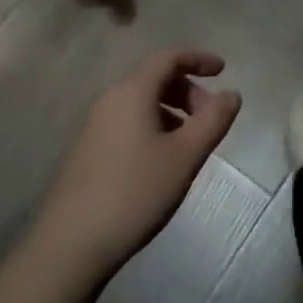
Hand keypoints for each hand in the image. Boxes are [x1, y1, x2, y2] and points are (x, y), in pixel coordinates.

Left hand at [35, 49, 240, 276]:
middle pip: (155, 77)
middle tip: (211, 117)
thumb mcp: (185, 156)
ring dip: (173, 109)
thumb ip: (213, 120)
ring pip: (142, 101)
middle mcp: (111, 99)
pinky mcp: (90, 150)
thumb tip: (232, 94)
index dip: (198, 58)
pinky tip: (165, 159)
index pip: (169, 57)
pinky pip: (130, 121)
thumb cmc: (134, 192)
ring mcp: (96, 126)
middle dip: (188, 89)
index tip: (223, 71)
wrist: (70, 246)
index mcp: (132, 91)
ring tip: (192, 141)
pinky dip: (155, 125)